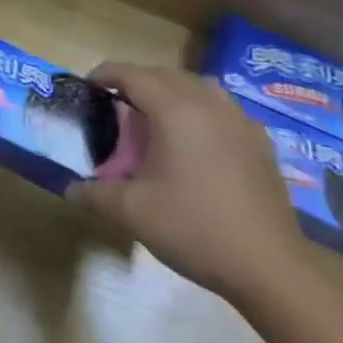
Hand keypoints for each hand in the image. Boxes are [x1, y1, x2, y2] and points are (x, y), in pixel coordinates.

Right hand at [68, 65, 315, 308]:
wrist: (270, 268)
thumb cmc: (195, 229)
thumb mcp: (133, 212)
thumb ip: (95, 193)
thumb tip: (71, 188)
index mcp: (175, 110)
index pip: (132, 74)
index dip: (105, 73)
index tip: (88, 85)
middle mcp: (208, 104)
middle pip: (165, 75)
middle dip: (137, 82)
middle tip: (116, 104)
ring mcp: (240, 122)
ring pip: (199, 87)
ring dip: (172, 91)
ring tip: (156, 117)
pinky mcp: (260, 143)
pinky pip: (223, 109)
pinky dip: (201, 111)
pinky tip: (197, 142)